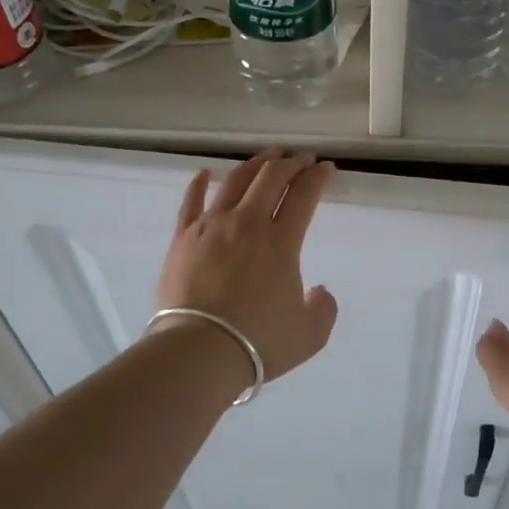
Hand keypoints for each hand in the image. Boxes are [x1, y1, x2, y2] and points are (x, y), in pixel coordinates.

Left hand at [153, 149, 338, 382]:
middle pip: (270, 178)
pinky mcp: (183, 238)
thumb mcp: (310, 334)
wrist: (198, 353)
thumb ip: (323, 308)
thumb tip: (318, 290)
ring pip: (234, 181)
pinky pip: (191, 202)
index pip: (304, 196)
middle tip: (301, 159)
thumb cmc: (258, 343)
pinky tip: (205, 173)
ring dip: (254, 164)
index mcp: (281, 242)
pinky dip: (199, 183)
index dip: (318, 178)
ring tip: (267, 156)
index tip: (326, 169)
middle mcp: (247, 223)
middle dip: (291, 163)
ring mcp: (211, 226)